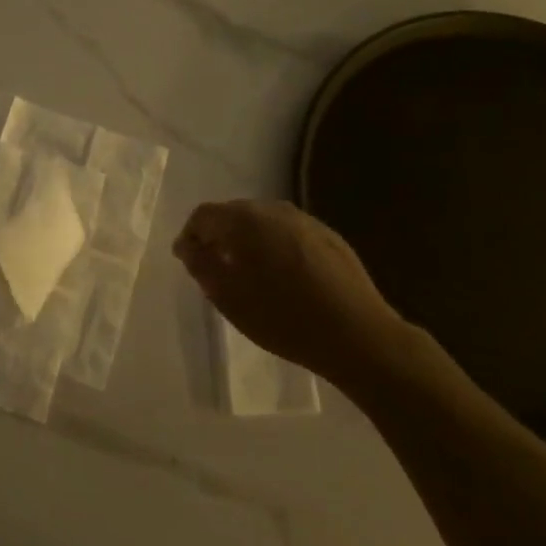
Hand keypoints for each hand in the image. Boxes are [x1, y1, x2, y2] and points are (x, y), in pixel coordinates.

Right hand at [174, 200, 421, 388]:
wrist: (357, 336)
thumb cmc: (281, 317)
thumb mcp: (227, 296)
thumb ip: (200, 264)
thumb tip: (187, 245)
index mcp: (245, 220)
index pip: (204, 215)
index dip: (190, 236)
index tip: (188, 262)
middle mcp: (275, 210)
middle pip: (234, 214)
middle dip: (219, 236)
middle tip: (215, 268)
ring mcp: (307, 221)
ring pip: (263, 223)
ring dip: (248, 241)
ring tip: (248, 273)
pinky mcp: (330, 237)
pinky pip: (289, 233)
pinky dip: (275, 246)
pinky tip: (282, 277)